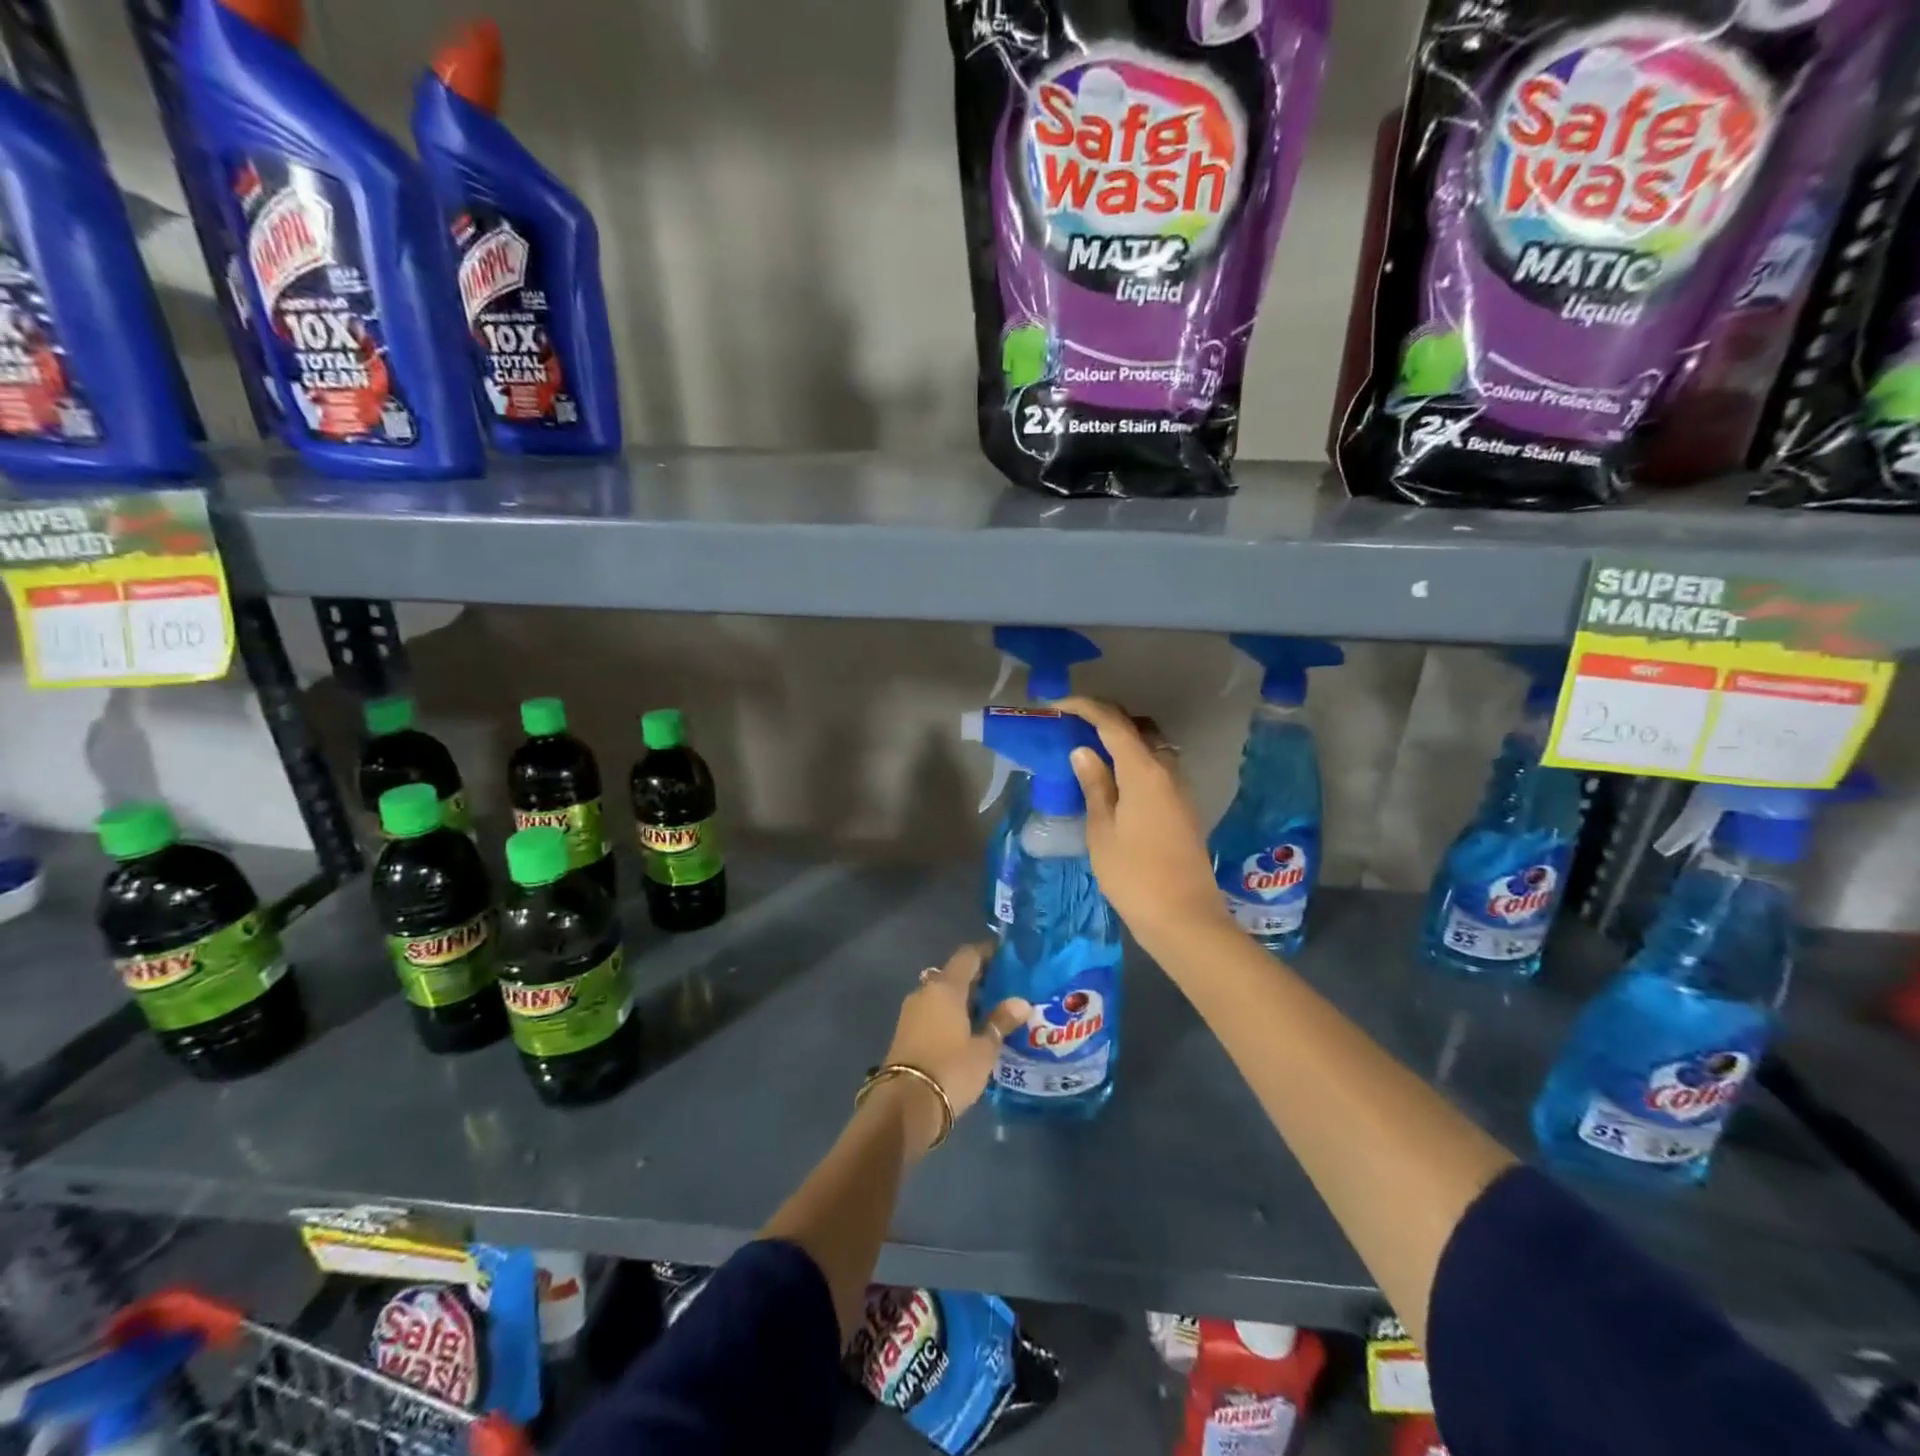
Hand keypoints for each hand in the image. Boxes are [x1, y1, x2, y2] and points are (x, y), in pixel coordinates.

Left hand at [876, 942, 1029, 1153]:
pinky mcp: (905, 1032)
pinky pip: (933, 1013)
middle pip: (954, 975)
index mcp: (945, 987)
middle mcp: (925, 991)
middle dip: (978, 979)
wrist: (905, 1106)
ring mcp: (911, 1012)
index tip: (1007, 957)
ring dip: (963, 1000)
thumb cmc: (950, 1070)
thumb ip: (1000, 1022)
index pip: (968, 955)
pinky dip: (950, 1015)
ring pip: (942, 995)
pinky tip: (968, 1031)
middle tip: (1004, 989)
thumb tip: (1021, 1002)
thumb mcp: (983, 1049)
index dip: (987, 952)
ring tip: (990, 1012)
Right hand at [1057, 695, 1232, 955]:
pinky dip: (1135, 760)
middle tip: (1073, 724)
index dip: (1085, 707)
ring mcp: (1180, 788)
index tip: (1057, 705)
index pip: (1113, 723)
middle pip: (1138, 728)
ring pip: (1151, 746)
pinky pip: (1158, 767)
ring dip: (1123, 739)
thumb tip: (1084, 751)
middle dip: (1106, 718)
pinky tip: (1114, 779)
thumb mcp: (1102, 831)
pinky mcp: (1184, 806)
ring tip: (1091, 749)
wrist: (1184, 918)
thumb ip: (1095, 785)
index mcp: (1144, 771)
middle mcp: (1168, 770)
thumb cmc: (1134, 876)